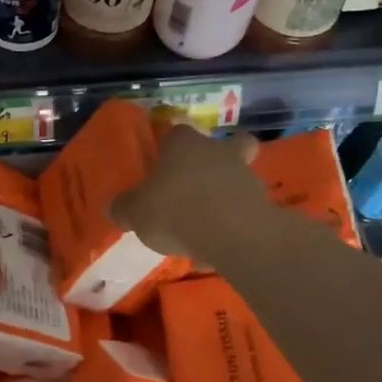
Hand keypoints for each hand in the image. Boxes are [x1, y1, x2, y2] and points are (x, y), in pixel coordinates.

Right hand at [109, 124, 263, 261]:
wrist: (233, 234)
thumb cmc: (176, 211)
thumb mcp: (134, 213)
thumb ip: (124, 208)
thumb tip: (118, 208)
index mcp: (183, 143)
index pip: (175, 133)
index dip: (168, 149)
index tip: (160, 168)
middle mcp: (216, 150)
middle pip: (217, 148)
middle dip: (208, 166)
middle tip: (192, 189)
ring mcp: (245, 175)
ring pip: (233, 179)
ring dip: (221, 198)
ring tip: (201, 229)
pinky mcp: (263, 202)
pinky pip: (242, 210)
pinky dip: (231, 224)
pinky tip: (215, 248)